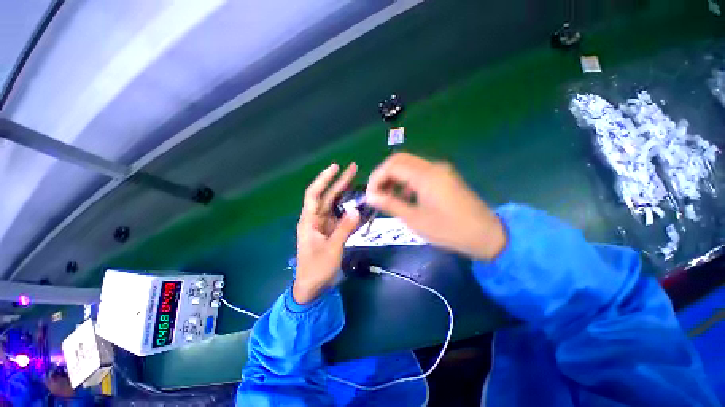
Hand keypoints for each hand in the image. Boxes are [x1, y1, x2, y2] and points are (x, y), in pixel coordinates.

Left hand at [294, 163, 360, 303]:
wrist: (313, 287)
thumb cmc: (316, 269)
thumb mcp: (331, 249)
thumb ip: (344, 229)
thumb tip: (356, 210)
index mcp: (310, 220)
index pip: (314, 194)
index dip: (324, 179)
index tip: (335, 167)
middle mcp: (317, 219)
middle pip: (328, 196)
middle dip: (340, 182)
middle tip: (354, 168)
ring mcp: (326, 225)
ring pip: (337, 206)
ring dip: (348, 195)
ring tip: (361, 183)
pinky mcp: (333, 232)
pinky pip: (343, 218)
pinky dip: (352, 213)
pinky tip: (363, 207)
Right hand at [366, 153, 505, 259]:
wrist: (485, 234)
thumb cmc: (448, 230)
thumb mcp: (415, 219)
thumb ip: (391, 204)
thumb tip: (370, 196)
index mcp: (426, 176)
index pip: (392, 165)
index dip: (376, 178)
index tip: (369, 194)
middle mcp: (433, 166)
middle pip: (400, 160)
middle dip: (384, 175)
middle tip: (376, 193)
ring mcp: (440, 170)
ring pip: (409, 165)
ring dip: (395, 177)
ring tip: (388, 197)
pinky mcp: (444, 177)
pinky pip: (419, 172)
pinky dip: (406, 181)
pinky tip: (404, 197)